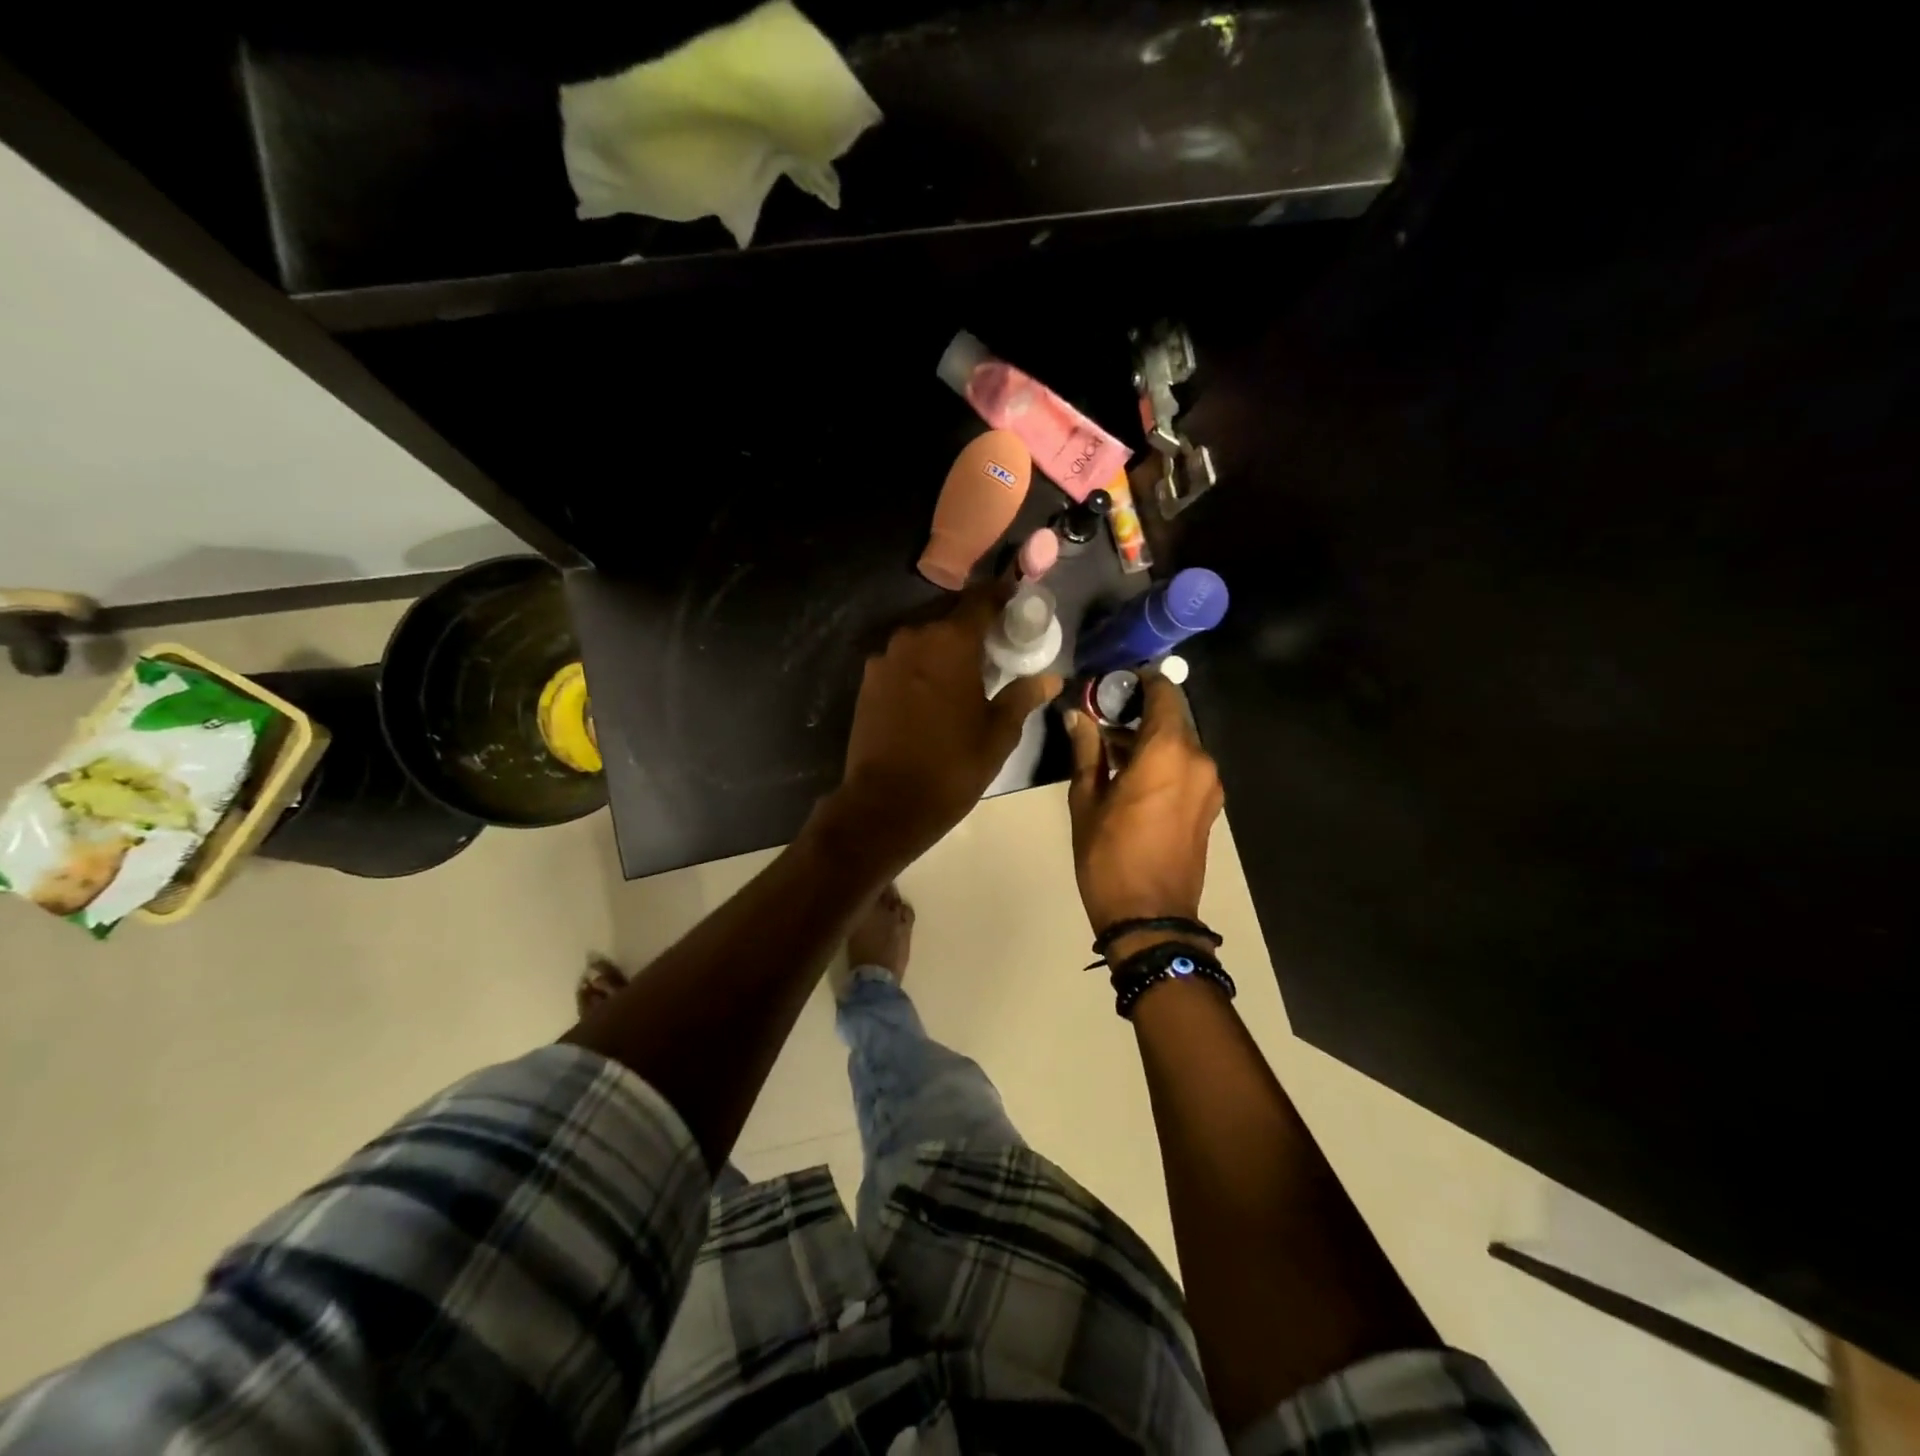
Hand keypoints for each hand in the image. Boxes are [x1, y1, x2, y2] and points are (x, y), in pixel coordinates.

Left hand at [826, 582, 1061, 871]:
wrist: (886, 803)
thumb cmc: (952, 766)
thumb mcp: (998, 734)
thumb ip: (1022, 696)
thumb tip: (1050, 678)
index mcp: (950, 641)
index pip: (980, 599)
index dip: (1001, 596)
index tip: (1016, 602)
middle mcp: (914, 637)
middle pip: (949, 616)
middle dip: (973, 625)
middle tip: (995, 645)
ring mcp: (885, 658)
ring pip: (923, 638)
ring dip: (944, 646)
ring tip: (965, 671)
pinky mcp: (868, 681)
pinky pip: (903, 660)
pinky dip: (921, 665)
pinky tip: (934, 691)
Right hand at [1064, 674, 1224, 934]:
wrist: (1150, 919)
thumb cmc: (1109, 857)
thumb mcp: (1086, 801)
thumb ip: (1086, 750)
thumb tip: (1077, 716)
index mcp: (1168, 752)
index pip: (1163, 692)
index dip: (1138, 681)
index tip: (1109, 685)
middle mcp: (1198, 760)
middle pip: (1172, 717)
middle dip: (1138, 712)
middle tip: (1100, 719)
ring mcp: (1209, 784)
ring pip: (1179, 742)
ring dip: (1149, 739)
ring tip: (1109, 751)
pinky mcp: (1209, 805)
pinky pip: (1186, 766)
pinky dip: (1162, 760)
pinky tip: (1131, 776)